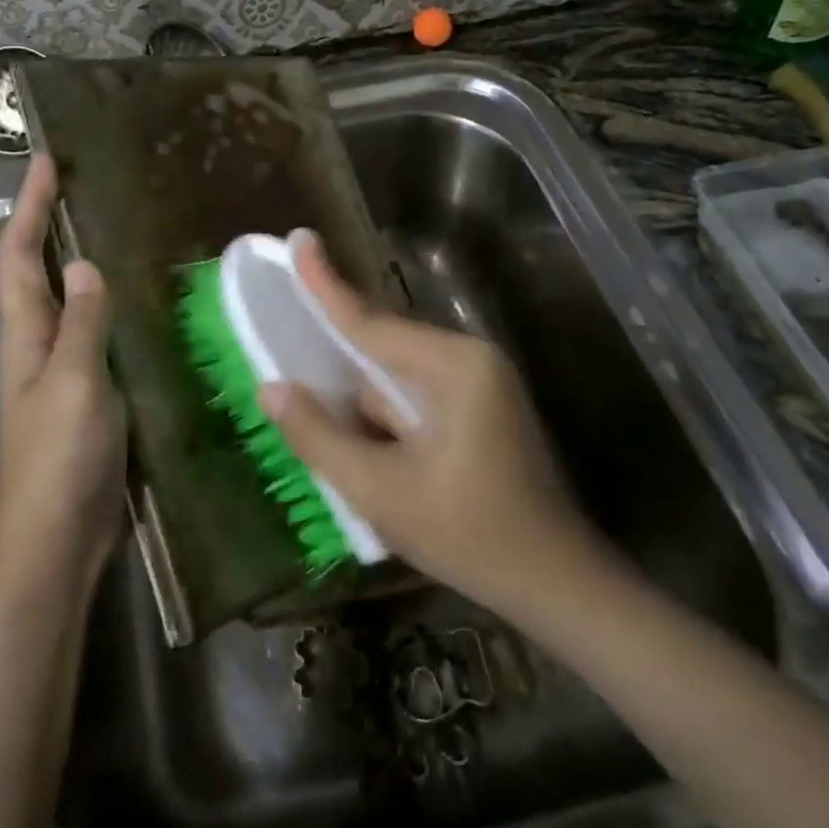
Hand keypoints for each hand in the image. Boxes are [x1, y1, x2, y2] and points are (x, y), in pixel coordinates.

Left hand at [0, 155, 125, 594]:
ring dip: (71, 258)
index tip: (45, 162)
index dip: (29, 207)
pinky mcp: (82, 390)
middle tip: (76, 184)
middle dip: (45, 224)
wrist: (60, 536)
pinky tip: (129, 298)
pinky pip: (87, 330)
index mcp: (24, 334)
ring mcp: (56, 368)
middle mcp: (34, 343)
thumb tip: (83, 264)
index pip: (19, 255)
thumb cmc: (61, 457)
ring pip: (59, 298)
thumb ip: (81, 322)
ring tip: (104, 225)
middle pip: (32, 270)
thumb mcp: (75, 381)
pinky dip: (99, 301)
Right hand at [259, 234, 602, 612]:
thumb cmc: (470, 536)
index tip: (299, 240)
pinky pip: (415, 394)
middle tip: (286, 328)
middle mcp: (469, 359)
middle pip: (384, 343)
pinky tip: (364, 441)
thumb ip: (320, 436)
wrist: (557, 586)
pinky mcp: (479, 407)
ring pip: (397, 374)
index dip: (326, 284)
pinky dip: (384, 411)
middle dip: (335, 348)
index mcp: (454, 366)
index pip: (372, 321)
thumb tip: (271, 388)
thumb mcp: (381, 492)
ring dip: (360, 393)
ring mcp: (479, 382)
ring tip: (317, 403)